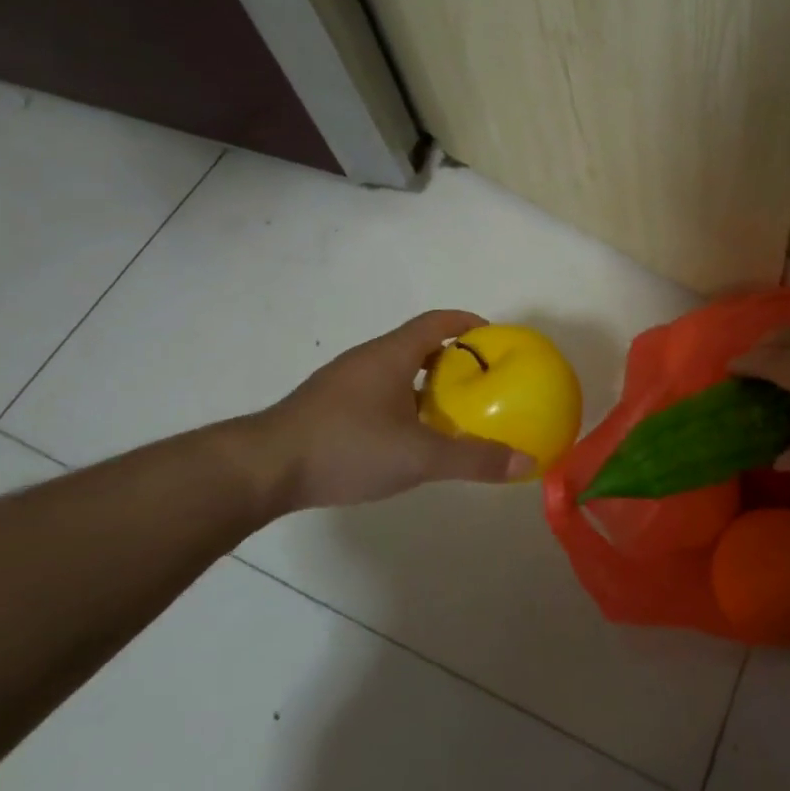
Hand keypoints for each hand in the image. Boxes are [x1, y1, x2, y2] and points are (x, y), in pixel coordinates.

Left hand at [248, 311, 532, 512]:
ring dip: (427, 383)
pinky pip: (379, 392)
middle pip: (419, 345)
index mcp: (392, 355)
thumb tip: (525, 461)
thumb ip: (473, 459)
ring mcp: (344, 383)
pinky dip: (404, 402)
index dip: (469, 323)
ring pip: (397, 371)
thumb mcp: (418, 456)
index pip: (438, 322)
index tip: (496, 338)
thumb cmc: (346, 447)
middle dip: (453, 358)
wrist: (263, 468)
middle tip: (483, 382)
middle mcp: (368, 359)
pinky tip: (408, 436)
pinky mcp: (329, 407)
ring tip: (452, 411)